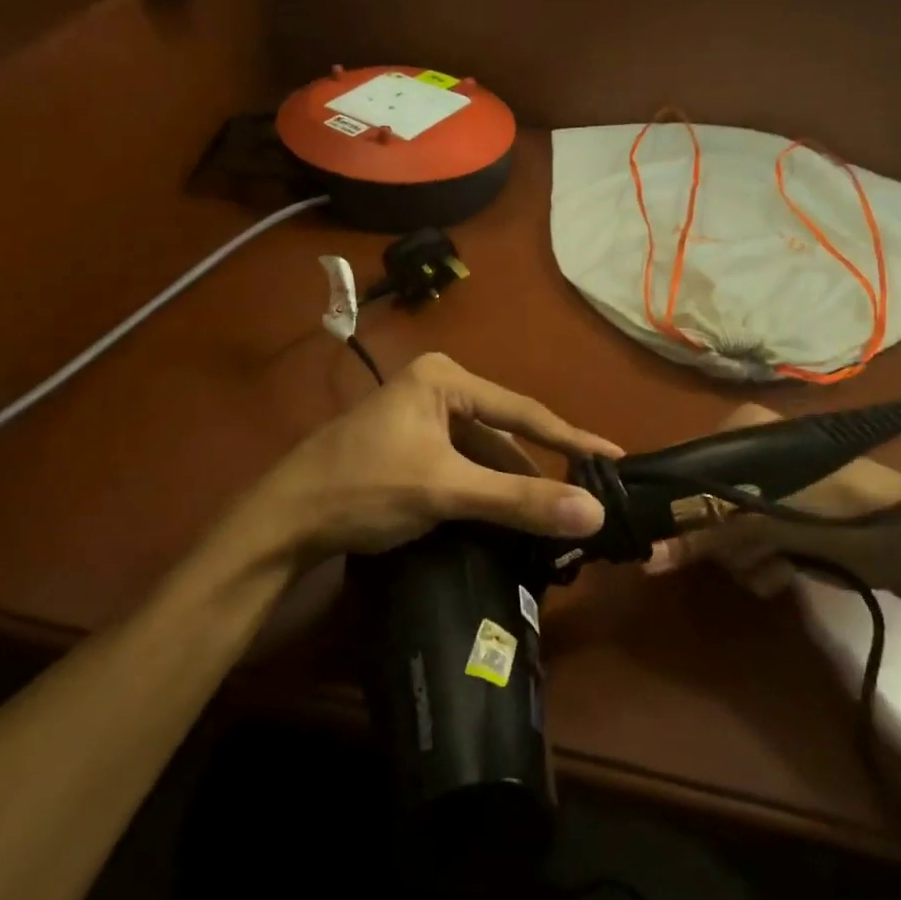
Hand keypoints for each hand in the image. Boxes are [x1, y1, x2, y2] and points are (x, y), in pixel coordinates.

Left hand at [248, 353, 623, 564]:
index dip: (572, 439)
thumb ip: (519, 501)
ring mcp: (419, 416)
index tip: (616, 458)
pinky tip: (506, 517)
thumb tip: (596, 512)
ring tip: (552, 518)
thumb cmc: (364, 489)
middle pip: (503, 432)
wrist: (284, 521)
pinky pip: (462, 465)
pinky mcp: (408, 445)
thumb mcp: (446, 491)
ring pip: (482, 453)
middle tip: (585, 500)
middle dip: (539, 470)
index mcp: (445, 378)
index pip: (524, 411)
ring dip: (511, 486)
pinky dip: (484, 491)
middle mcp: (436, 387)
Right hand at [640, 403, 900, 604]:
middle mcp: (747, 457)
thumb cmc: (827, 505)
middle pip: (700, 506)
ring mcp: (768, 493)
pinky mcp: (786, 524)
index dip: (674, 504)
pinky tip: (785, 573)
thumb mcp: (756, 516)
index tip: (673, 536)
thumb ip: (698, 535)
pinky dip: (763, 566)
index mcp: (737, 432)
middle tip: (741, 548)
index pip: (681, 465)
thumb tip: (645, 559)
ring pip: (724, 535)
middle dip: (720, 538)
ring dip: (744, 558)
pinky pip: (751, 549)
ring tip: (773, 562)